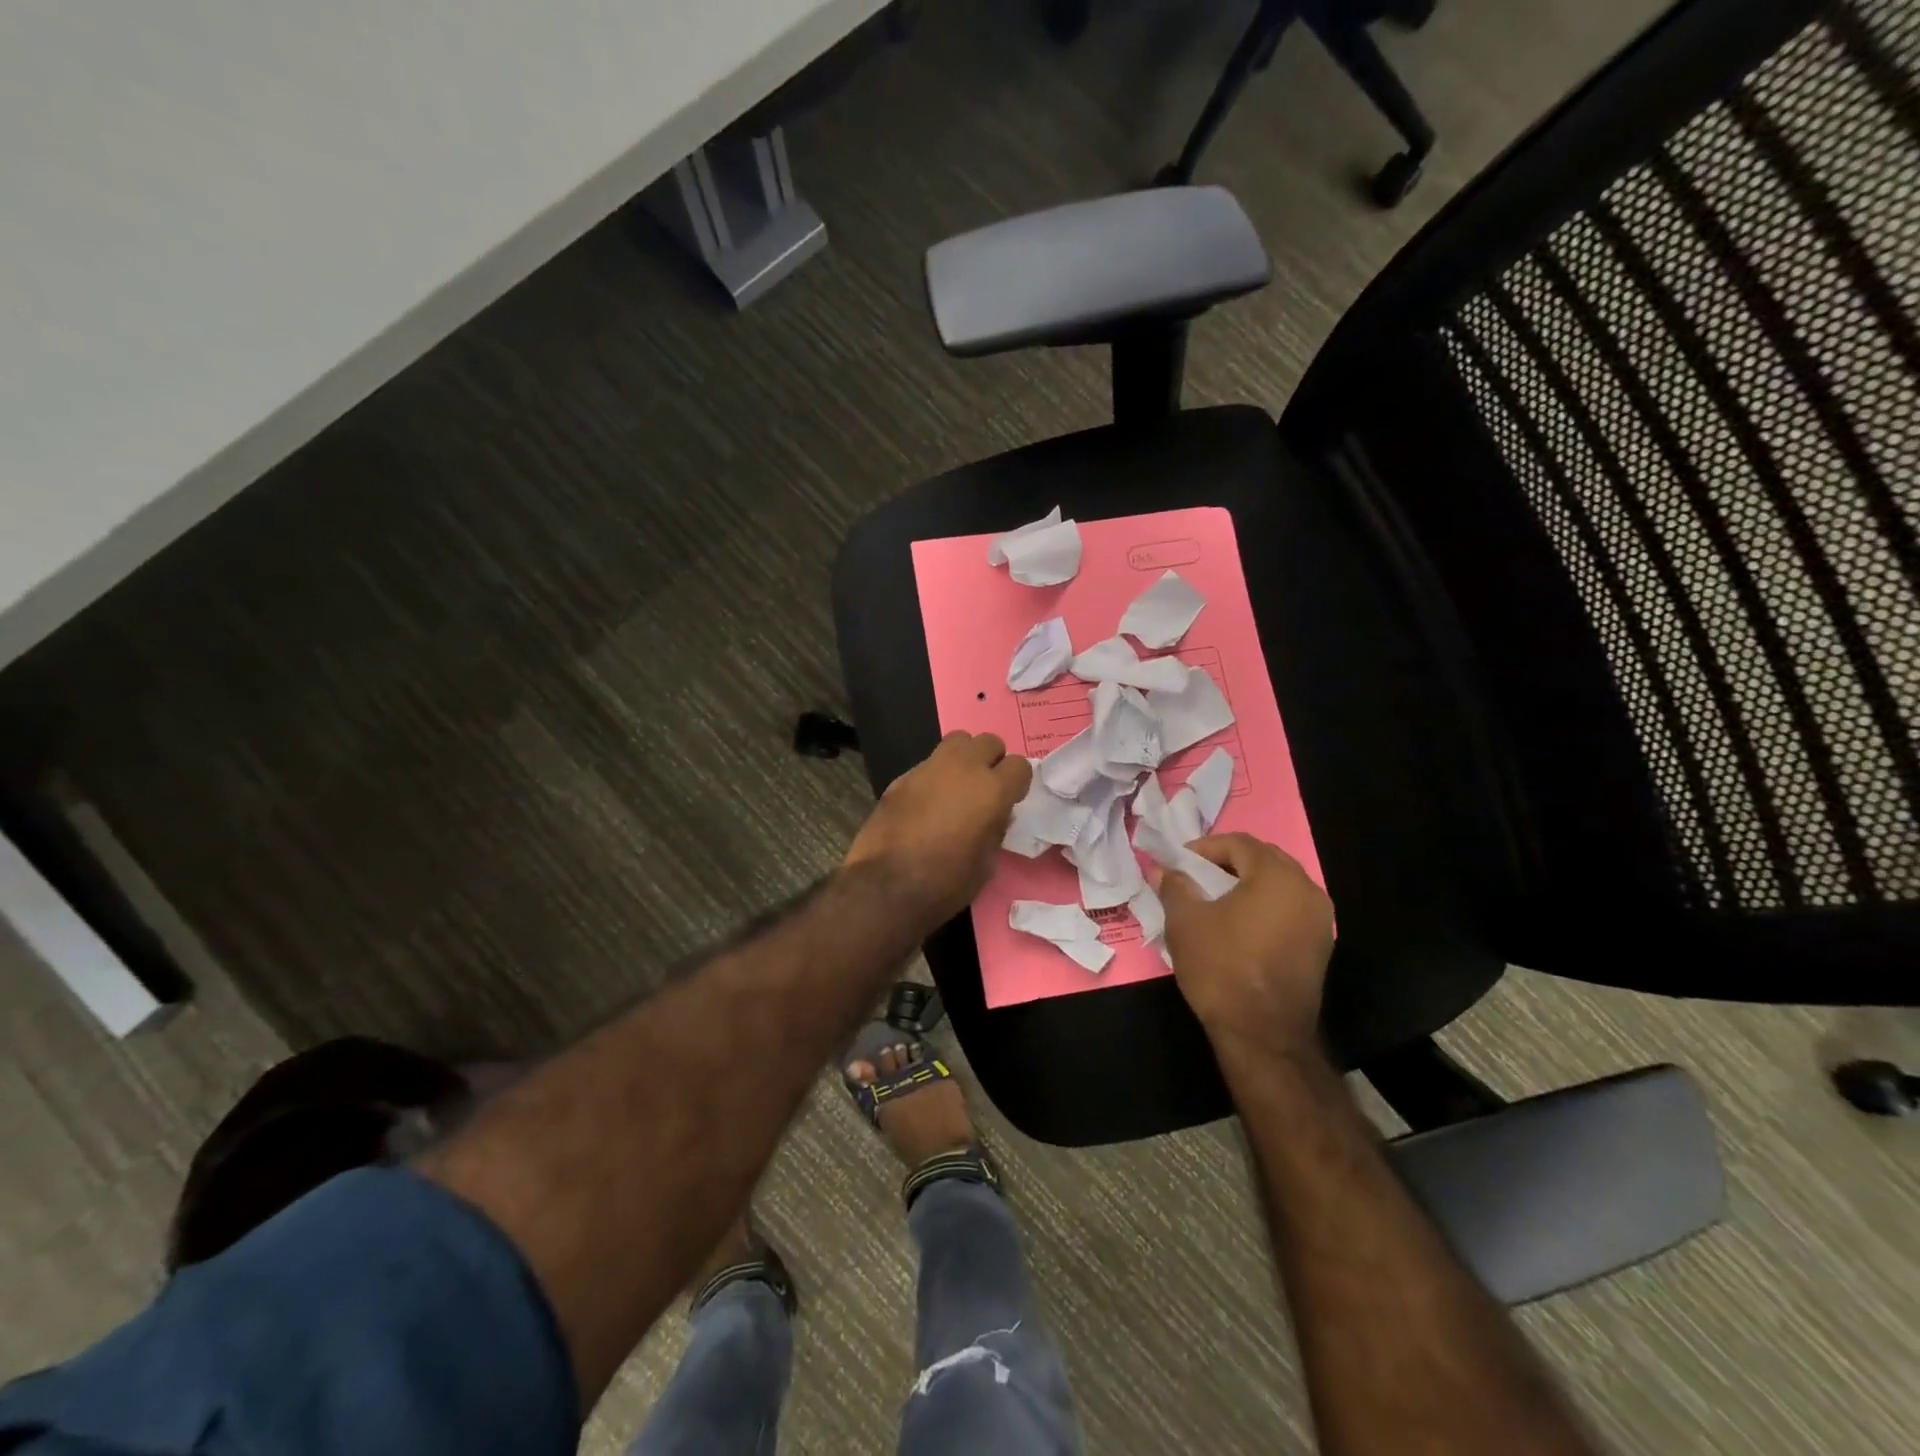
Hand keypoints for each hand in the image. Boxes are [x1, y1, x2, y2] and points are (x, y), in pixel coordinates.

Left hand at [844, 732, 1031, 925]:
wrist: (886, 886)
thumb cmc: (946, 882)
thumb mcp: (987, 864)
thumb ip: (996, 830)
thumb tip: (995, 816)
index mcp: (992, 790)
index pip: (1019, 765)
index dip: (1016, 783)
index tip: (1009, 800)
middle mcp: (963, 768)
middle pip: (988, 742)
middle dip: (991, 761)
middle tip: (983, 788)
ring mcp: (929, 768)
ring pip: (957, 741)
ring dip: (963, 758)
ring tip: (956, 786)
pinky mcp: (902, 777)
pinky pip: (928, 763)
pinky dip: (935, 775)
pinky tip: (926, 803)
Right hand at [1158, 833, 1333, 1057]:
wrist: (1264, 1035)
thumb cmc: (1222, 968)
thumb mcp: (1185, 922)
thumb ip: (1174, 886)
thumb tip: (1161, 868)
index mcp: (1277, 876)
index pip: (1239, 843)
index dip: (1205, 848)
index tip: (1178, 863)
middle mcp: (1307, 890)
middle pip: (1264, 860)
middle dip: (1227, 863)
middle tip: (1195, 877)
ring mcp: (1320, 921)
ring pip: (1279, 886)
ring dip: (1246, 885)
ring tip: (1214, 901)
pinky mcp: (1320, 947)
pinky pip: (1288, 910)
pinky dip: (1263, 908)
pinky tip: (1238, 926)